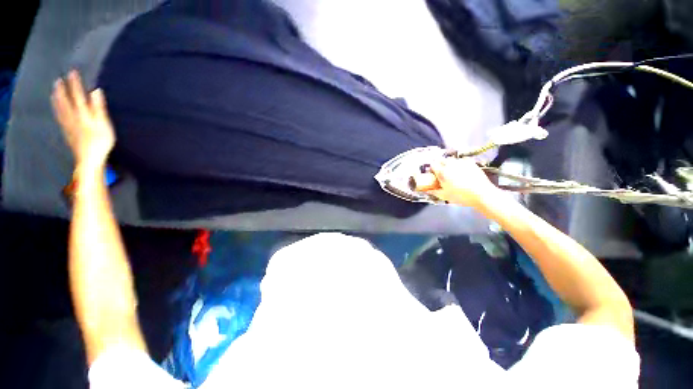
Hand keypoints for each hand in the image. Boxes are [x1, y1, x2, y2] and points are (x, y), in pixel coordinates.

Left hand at [52, 71, 114, 170]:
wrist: (89, 159)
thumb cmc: (101, 142)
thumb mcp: (104, 124)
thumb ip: (99, 107)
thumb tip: (96, 91)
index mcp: (82, 114)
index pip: (78, 95)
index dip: (75, 84)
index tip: (73, 72)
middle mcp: (73, 117)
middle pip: (65, 101)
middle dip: (62, 91)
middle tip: (58, 80)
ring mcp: (69, 125)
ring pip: (60, 109)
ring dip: (57, 100)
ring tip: (54, 92)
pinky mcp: (68, 133)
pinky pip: (60, 118)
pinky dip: (57, 111)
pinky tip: (57, 110)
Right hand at [416, 158, 499, 207]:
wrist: (482, 194)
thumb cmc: (461, 196)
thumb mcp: (445, 196)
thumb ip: (434, 191)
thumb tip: (427, 190)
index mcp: (442, 173)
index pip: (432, 165)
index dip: (431, 168)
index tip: (432, 173)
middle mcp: (450, 165)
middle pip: (441, 160)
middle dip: (439, 164)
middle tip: (441, 171)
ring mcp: (461, 163)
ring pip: (451, 159)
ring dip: (449, 163)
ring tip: (451, 171)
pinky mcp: (471, 163)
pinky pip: (461, 160)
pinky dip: (459, 163)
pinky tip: (461, 170)